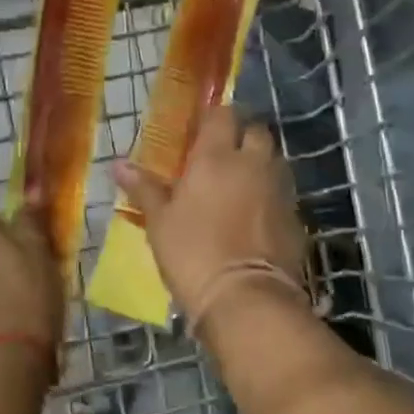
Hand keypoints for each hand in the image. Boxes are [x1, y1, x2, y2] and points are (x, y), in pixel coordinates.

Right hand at [113, 104, 307, 329]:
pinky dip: (270, 194)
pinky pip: (282, 192)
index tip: (201, 129)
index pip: (222, 115)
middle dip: (242, 135)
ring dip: (259, 163)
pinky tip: (255, 214)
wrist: (246, 298)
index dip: (213, 117)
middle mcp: (252, 163)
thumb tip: (118, 164)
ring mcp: (278, 189)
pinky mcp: (295, 216)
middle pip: (256, 131)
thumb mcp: (159, 223)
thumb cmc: (193, 254)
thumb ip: (144, 189)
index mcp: (216, 157)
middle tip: (222, 154)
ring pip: (273, 160)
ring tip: (239, 183)